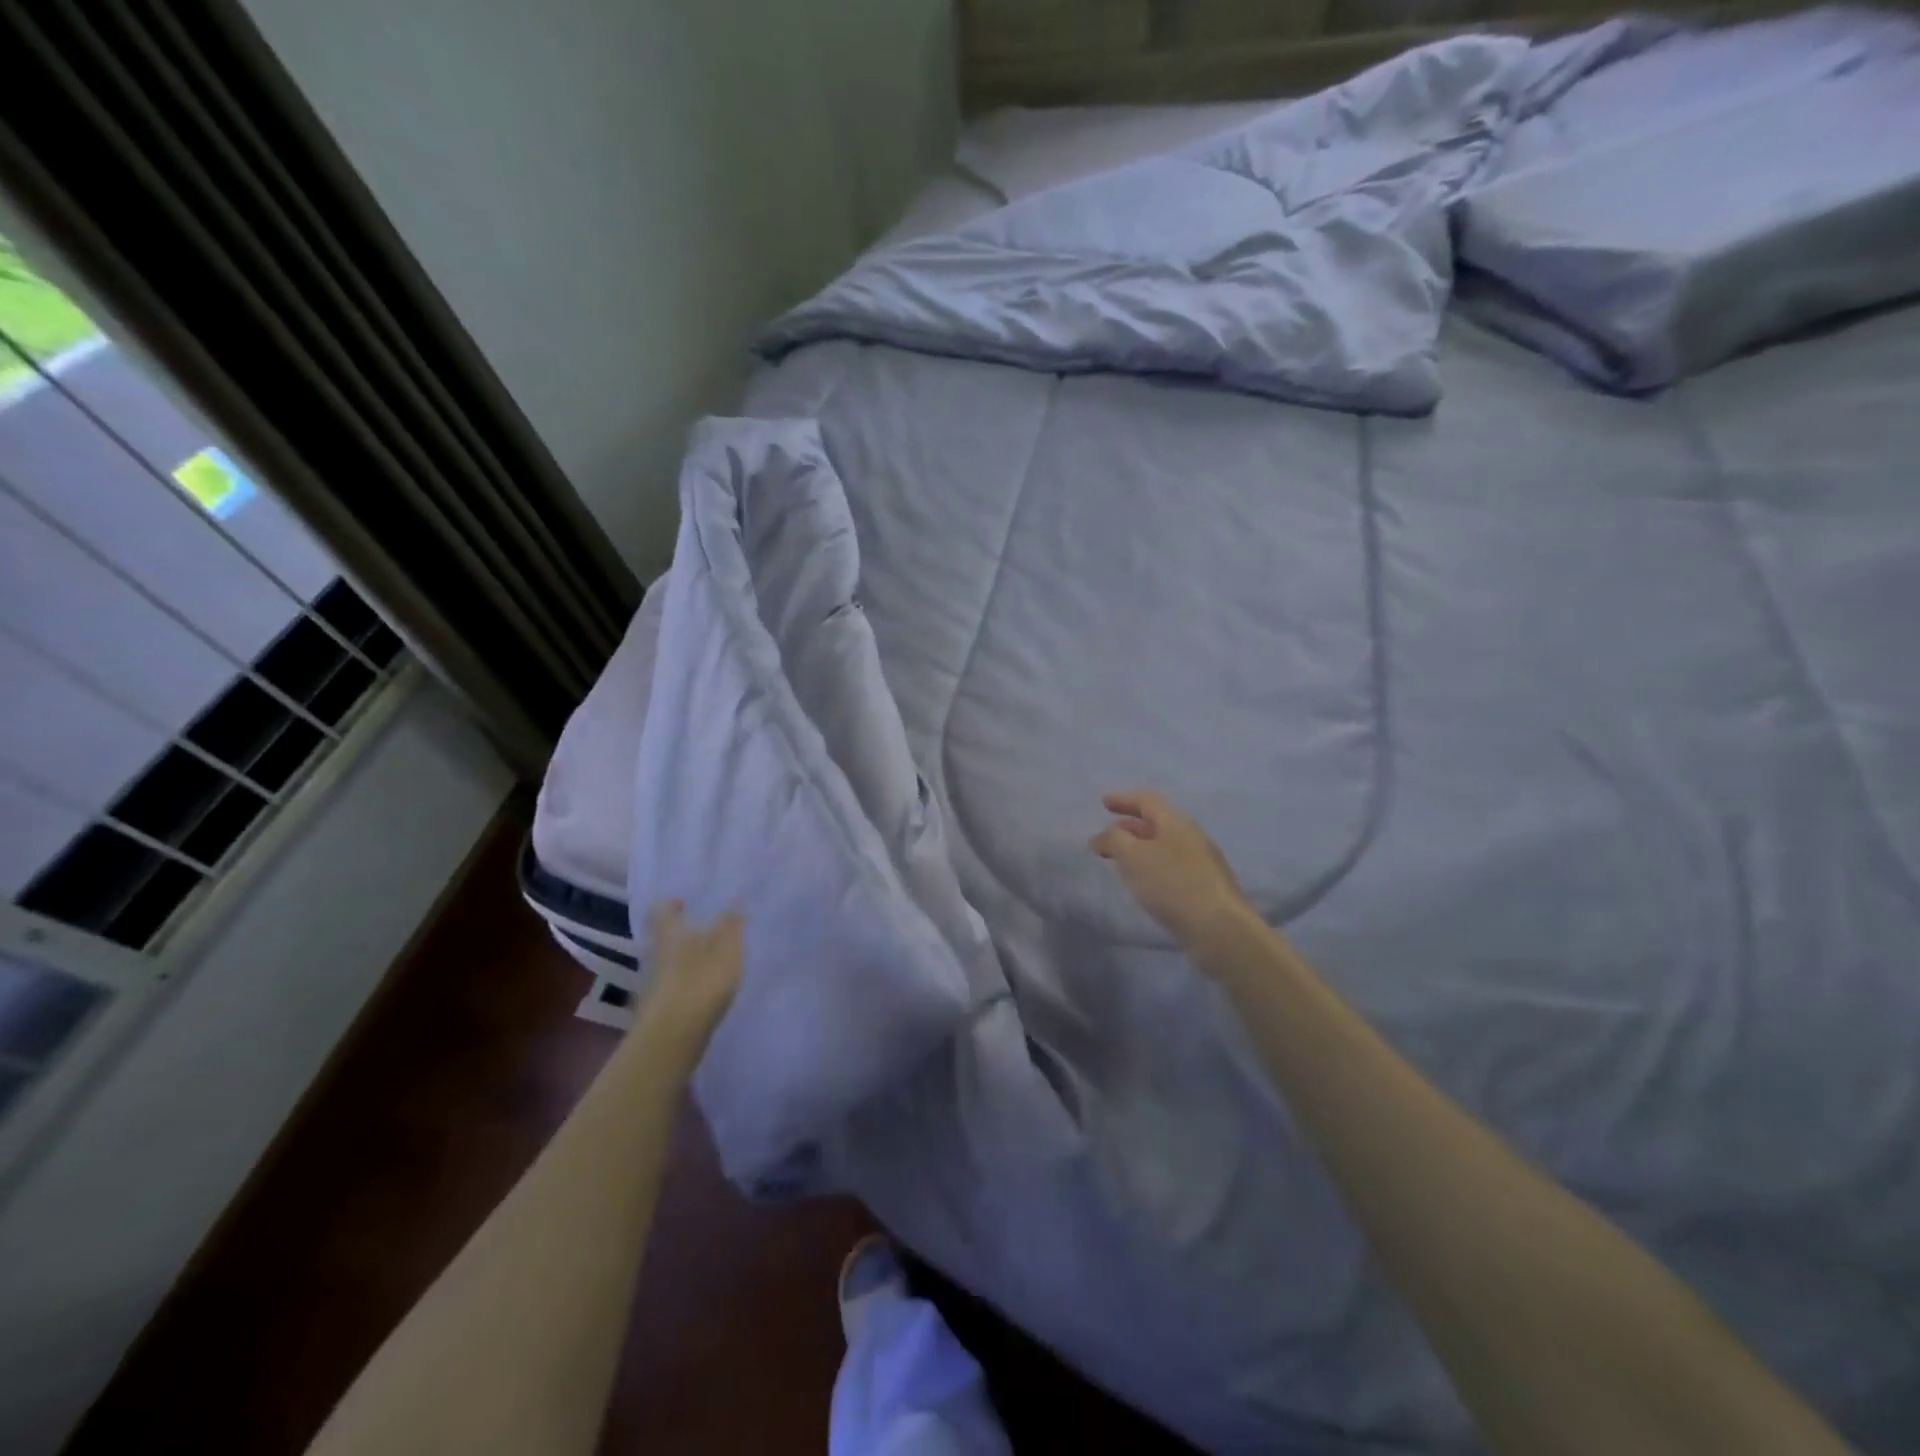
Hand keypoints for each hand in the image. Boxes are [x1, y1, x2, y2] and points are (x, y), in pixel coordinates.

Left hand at [636, 901, 743, 1059]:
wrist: (674, 1035)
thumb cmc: (701, 977)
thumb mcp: (727, 943)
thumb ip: (732, 921)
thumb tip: (735, 899)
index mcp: (669, 932)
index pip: (661, 910)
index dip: (671, 904)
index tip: (683, 901)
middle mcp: (655, 955)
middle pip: (664, 939)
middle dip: (682, 934)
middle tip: (704, 929)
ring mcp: (654, 984)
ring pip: (669, 964)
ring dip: (686, 960)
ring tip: (712, 960)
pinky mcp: (660, 1010)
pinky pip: (675, 987)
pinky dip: (689, 984)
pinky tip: (707, 989)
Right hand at [1090, 790, 1255, 950]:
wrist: (1220, 929)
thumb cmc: (1173, 884)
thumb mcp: (1134, 856)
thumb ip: (1114, 840)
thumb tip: (1103, 836)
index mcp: (1176, 822)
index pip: (1147, 800)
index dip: (1124, 799)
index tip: (1104, 802)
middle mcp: (1191, 837)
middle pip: (1157, 823)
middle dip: (1130, 826)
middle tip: (1109, 834)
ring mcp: (1201, 864)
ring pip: (1164, 846)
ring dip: (1140, 848)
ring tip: (1121, 860)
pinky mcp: (1204, 888)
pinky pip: (1171, 867)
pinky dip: (1151, 867)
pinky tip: (1143, 883)